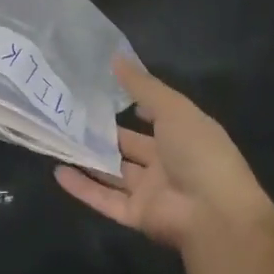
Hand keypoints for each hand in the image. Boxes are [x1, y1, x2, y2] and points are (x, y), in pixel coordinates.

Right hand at [55, 56, 272, 249]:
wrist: (215, 214)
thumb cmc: (199, 152)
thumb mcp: (174, 109)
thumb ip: (143, 86)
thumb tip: (115, 58)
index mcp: (182, 136)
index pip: (155, 118)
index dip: (133, 105)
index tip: (102, 90)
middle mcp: (166, 163)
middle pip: (129, 146)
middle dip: (103, 133)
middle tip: (70, 114)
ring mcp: (151, 191)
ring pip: (113, 173)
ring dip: (88, 159)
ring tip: (58, 140)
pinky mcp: (136, 215)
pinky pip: (105, 200)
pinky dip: (82, 188)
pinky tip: (58, 171)